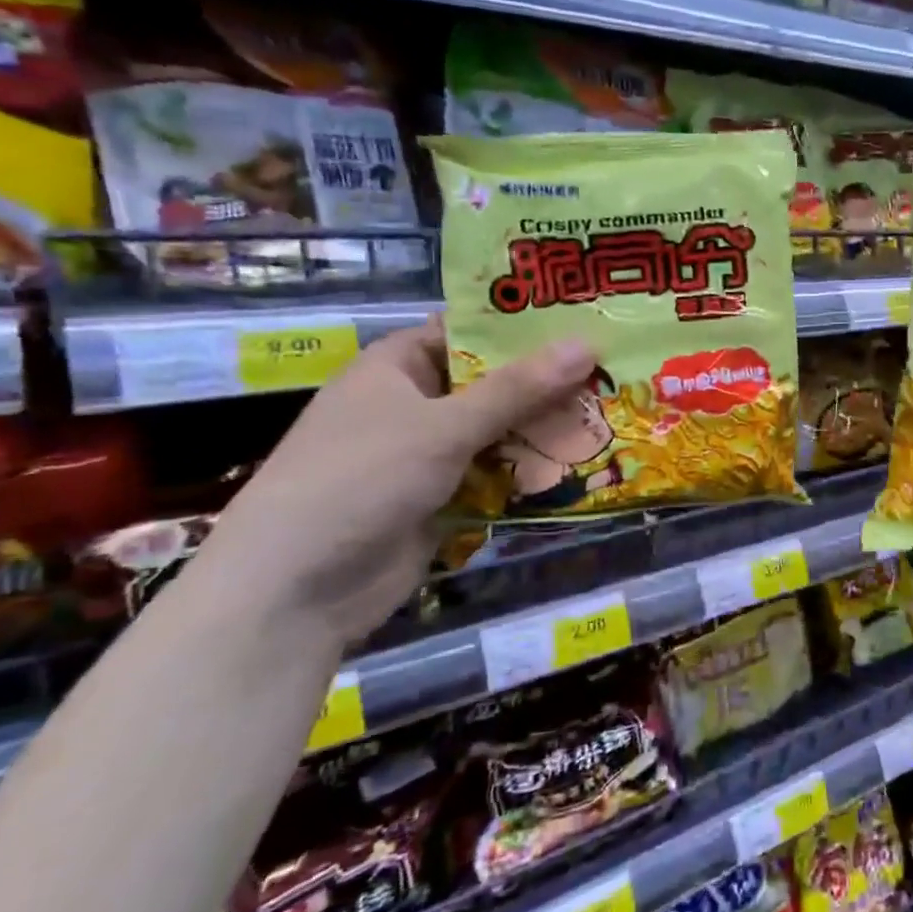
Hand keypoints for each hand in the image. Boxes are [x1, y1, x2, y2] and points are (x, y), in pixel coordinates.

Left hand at [204, 320, 598, 648]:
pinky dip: (530, 473)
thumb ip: (519, 388)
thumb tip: (588, 343)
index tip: (585, 321)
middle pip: (492, 383)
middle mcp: (413, 404)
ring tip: (614, 416)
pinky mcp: (441, 499)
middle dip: (547, 383)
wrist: (296, 590)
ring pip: (499, 432)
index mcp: (398, 367)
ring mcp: (427, 455)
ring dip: (545, 430)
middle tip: (616, 372)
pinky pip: (495, 475)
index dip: (523, 326)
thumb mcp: (444, 426)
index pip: (470, 331)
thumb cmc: (361, 480)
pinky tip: (583, 466)